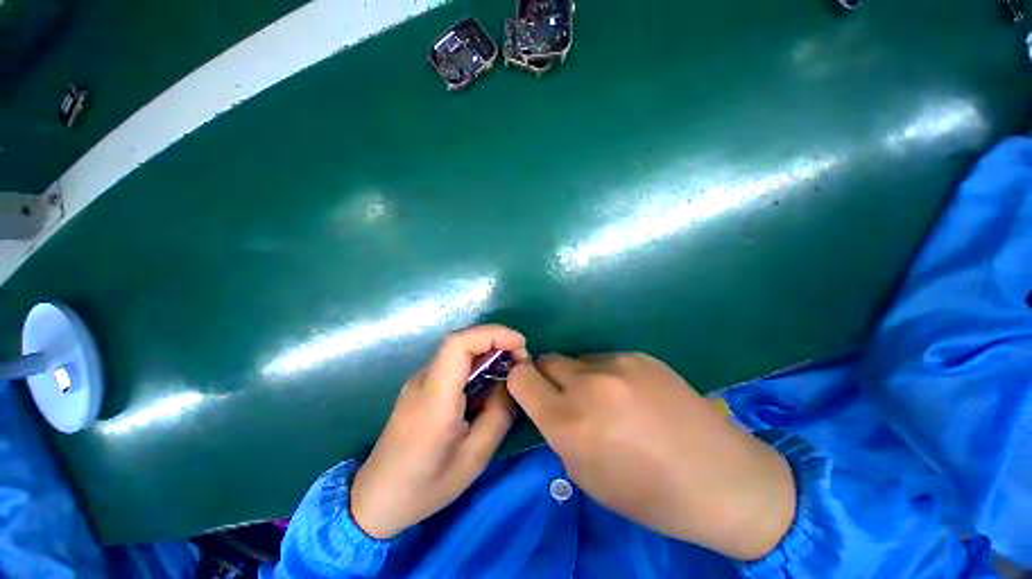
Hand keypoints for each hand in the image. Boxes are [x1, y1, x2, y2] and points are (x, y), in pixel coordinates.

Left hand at [350, 325, 528, 538]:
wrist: (375, 499)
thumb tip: (509, 383)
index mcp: (435, 399)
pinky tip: (487, 386)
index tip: (520, 345)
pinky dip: (476, 365)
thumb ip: (498, 415)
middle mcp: (423, 380)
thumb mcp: (474, 459)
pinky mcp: (421, 387)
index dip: (493, 334)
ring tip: (509, 375)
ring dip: (488, 353)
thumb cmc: (425, 487)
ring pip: (458, 351)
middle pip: (461, 342)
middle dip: (496, 342)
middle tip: (521, 362)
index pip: (459, 344)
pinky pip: (453, 365)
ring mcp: (419, 381)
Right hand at [507, 353, 795, 560]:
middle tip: (568, 399)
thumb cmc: (649, 494)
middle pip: (546, 360)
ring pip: (577, 359)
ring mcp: (618, 364)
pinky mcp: (640, 355)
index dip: (520, 384)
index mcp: (570, 421)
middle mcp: (588, 384)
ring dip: (580, 377)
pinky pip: (605, 359)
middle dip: (548, 378)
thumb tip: (547, 403)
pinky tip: (632, 395)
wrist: (722, 479)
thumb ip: (558, 431)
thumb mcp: (586, 475)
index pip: (520, 378)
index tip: (530, 394)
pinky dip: (606, 374)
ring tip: (607, 400)